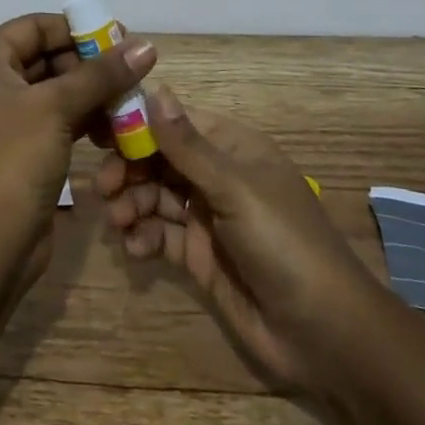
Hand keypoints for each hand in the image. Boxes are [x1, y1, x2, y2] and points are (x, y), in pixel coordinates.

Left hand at [0, 13, 156, 271]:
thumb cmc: (14, 160)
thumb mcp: (57, 108)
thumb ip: (102, 74)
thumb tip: (147, 46)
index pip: (36, 26)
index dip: (79, 30)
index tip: (123, 39)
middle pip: (49, 55)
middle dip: (92, 65)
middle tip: (134, 72)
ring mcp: (6, 115)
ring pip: (58, 88)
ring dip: (94, 94)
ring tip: (133, 102)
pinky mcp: (24, 144)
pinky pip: (60, 117)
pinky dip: (87, 118)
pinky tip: (118, 130)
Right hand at [96, 87, 376, 387]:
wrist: (325, 336)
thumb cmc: (284, 244)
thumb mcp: (235, 189)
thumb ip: (188, 145)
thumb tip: (155, 88)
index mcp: (232, 148)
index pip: (175, 122)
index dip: (137, 124)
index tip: (98, 132)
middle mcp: (217, 176)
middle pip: (159, 159)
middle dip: (129, 170)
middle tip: (103, 187)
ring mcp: (207, 217)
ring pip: (155, 196)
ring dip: (131, 204)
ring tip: (118, 222)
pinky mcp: (200, 256)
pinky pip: (161, 234)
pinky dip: (143, 237)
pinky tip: (135, 248)